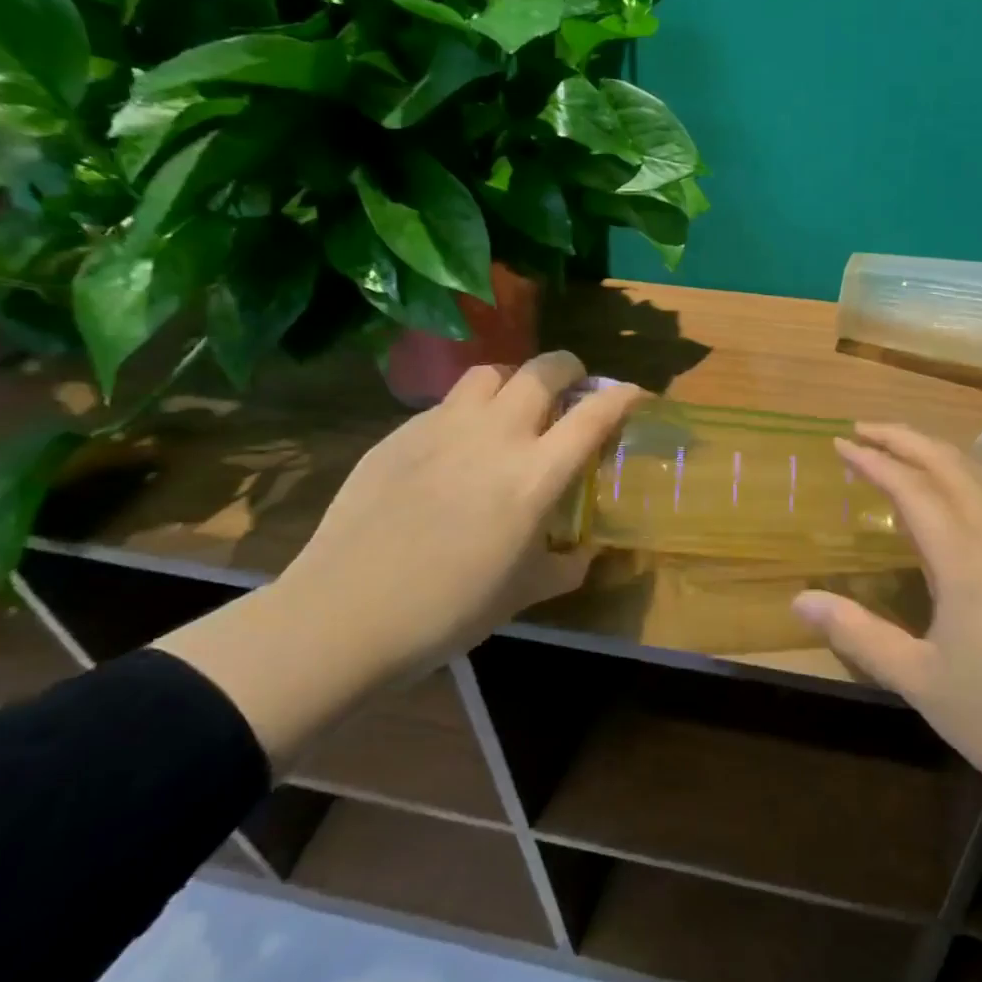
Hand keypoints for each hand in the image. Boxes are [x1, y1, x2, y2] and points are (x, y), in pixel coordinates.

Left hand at [156, 352, 639, 766]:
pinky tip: (457, 445)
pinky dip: (468, 410)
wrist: (347, 613)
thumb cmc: (450, 610)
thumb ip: (567, 566)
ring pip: (489, 373)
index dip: (622, 398)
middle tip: (573, 388)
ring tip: (514, 405)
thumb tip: (585, 555)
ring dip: (514, 379)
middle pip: (543, 370)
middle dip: (569, 369)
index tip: (634, 395)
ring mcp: (442, 427)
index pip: (594, 415)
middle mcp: (495, 435)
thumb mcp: (525, 593)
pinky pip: (445, 404)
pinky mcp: (399, 433)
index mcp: (535, 475)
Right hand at [790, 423, 981, 871]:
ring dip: (935, 451)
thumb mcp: (919, 680)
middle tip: (861, 430)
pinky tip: (951, 495)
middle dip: (904, 438)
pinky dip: (962, 475)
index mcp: (965, 558)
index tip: (839, 445)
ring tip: (898, 449)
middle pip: (950, 464)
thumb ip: (857, 633)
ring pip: (979, 475)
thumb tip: (800, 599)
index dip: (874, 461)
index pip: (913, 488)